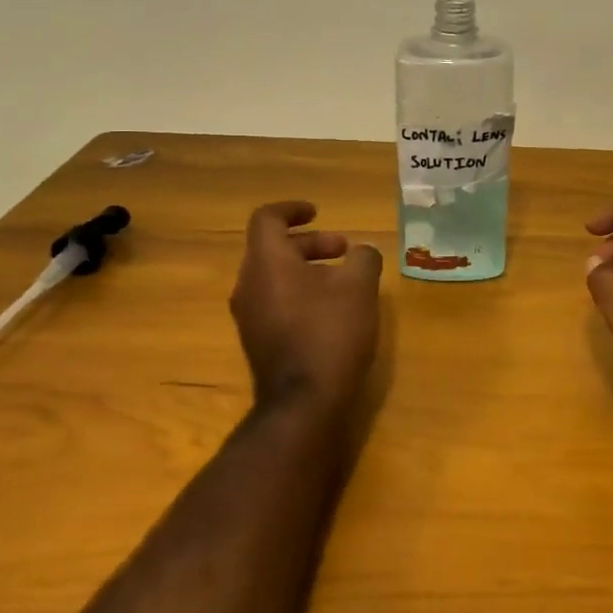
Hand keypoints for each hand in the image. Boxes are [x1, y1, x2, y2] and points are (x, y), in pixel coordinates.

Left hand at [230, 201, 382, 416]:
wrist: (303, 404)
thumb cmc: (330, 333)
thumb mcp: (359, 288)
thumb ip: (363, 258)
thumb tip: (363, 251)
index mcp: (267, 262)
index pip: (267, 219)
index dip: (292, 209)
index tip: (318, 212)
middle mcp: (249, 284)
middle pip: (273, 248)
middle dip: (311, 243)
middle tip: (344, 250)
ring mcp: (249, 316)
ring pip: (275, 276)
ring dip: (307, 268)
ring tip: (343, 281)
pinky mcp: (257, 340)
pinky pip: (275, 301)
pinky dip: (300, 292)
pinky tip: (331, 311)